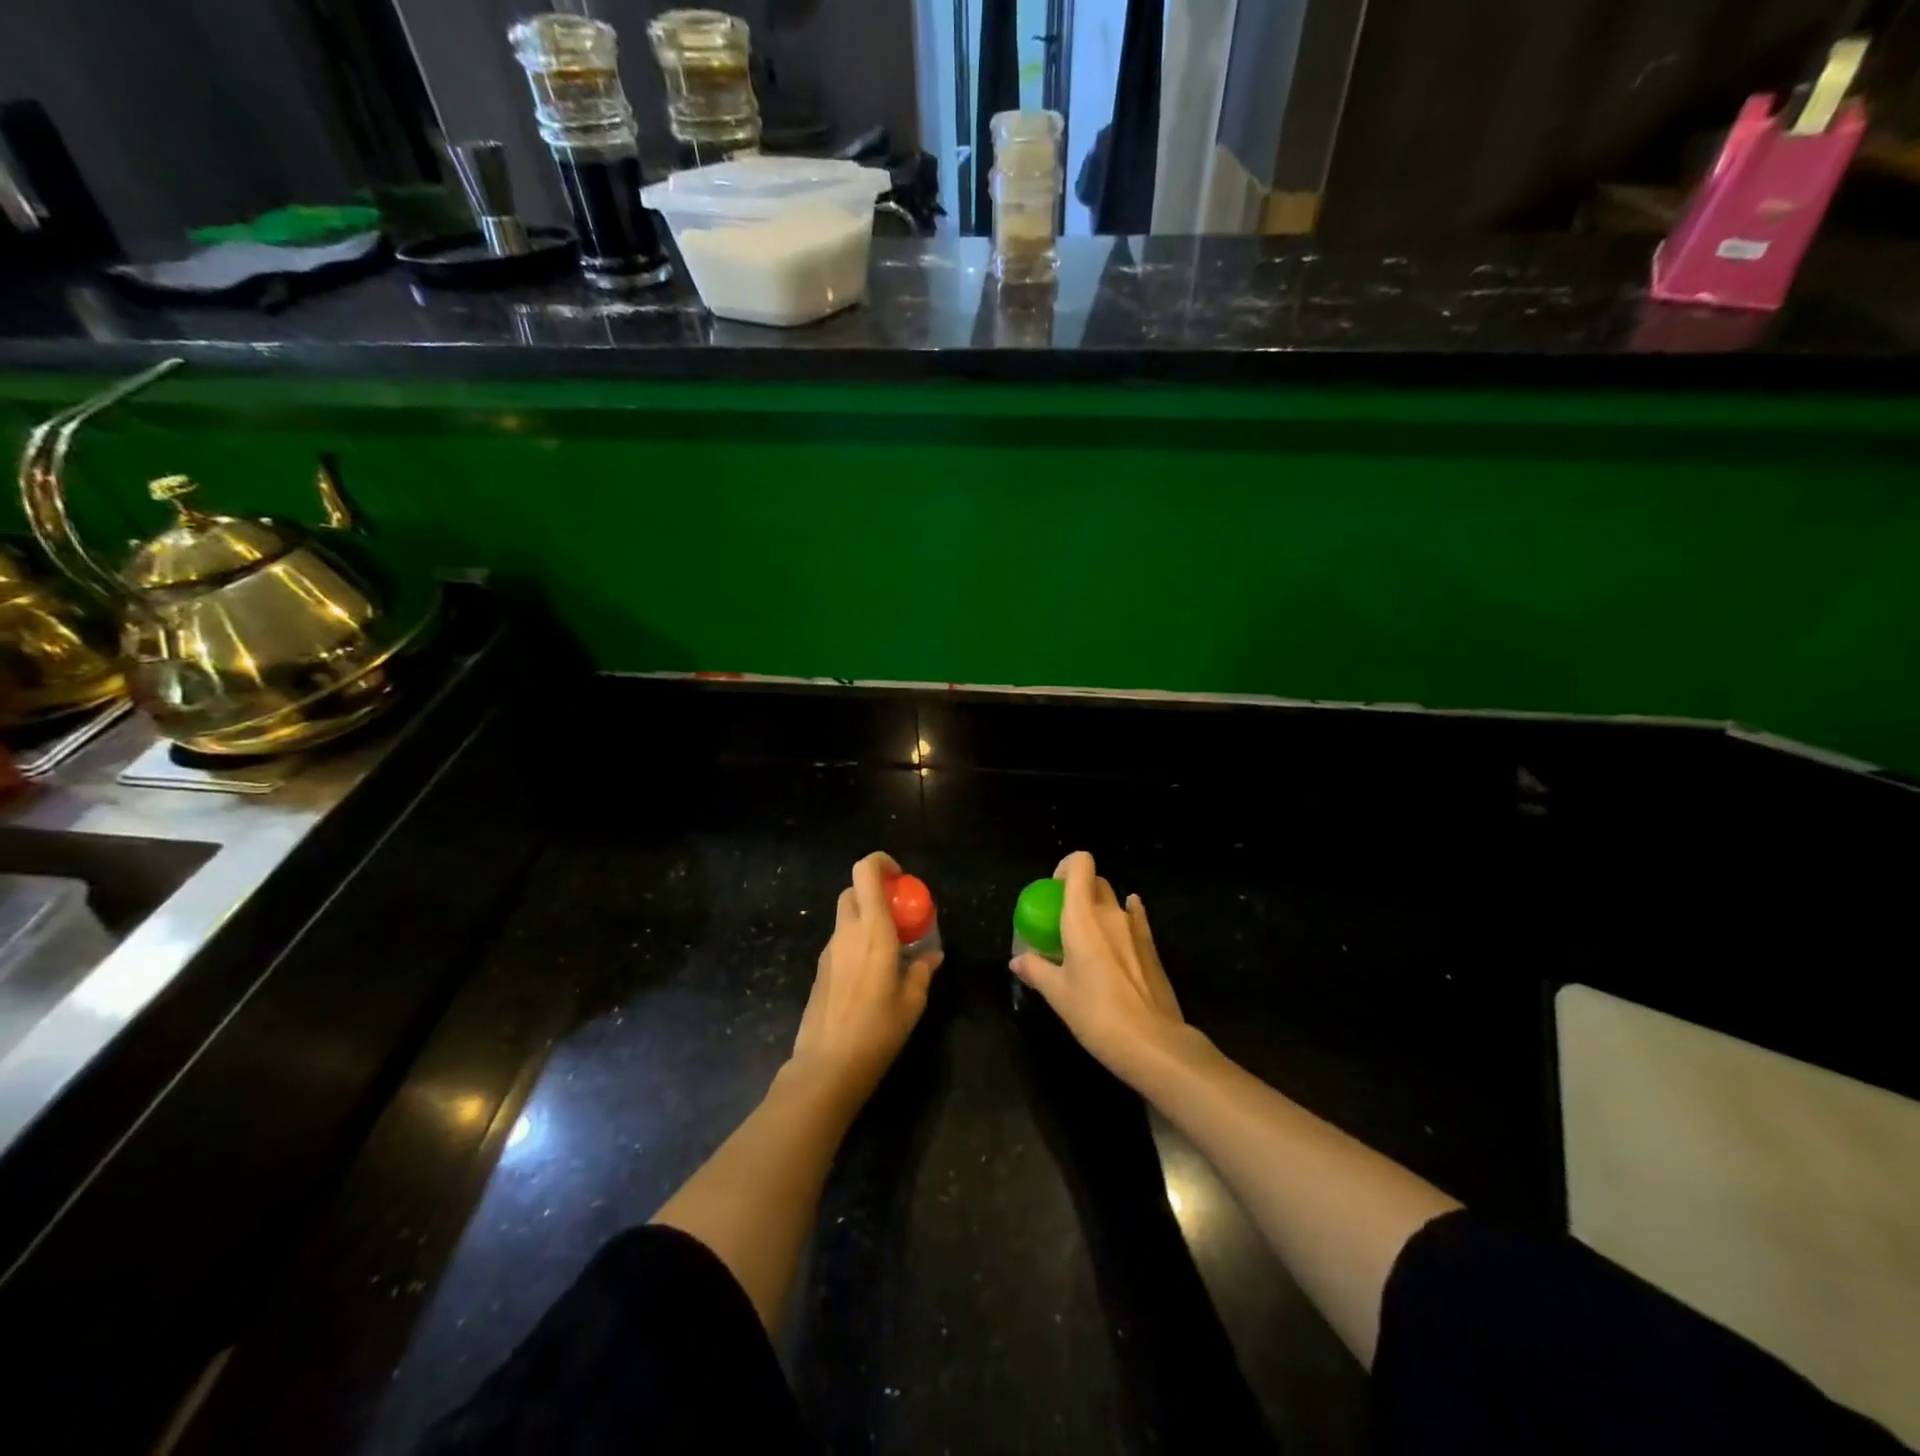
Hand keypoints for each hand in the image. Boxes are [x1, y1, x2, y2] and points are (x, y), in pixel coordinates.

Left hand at [790, 851, 942, 1105]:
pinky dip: (856, 942)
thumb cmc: (877, 1031)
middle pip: (854, 891)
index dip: (881, 863)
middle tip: (899, 916)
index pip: (865, 872)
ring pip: (845, 916)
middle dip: (876, 893)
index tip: (902, 879)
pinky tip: (872, 974)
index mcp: (872, 930)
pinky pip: (840, 941)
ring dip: (866, 919)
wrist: (826, 1067)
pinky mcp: (820, 970)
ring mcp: (829, 950)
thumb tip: (932, 955)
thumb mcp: (912, 1002)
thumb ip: (923, 971)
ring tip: (891, 949)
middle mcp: (847, 932)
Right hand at [1010, 851, 1190, 1083]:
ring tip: (1087, 941)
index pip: (1080, 863)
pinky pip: (1134, 919)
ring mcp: (1135, 928)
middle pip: (1095, 882)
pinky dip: (1123, 920)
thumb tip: (1017, 961)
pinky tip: (1118, 936)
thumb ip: (1036, 970)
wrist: (1153, 1043)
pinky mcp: (1152, 947)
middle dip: (1077, 891)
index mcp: (1082, 917)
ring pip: (1114, 902)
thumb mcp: (1057, 994)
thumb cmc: (1096, 1014)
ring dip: (1098, 910)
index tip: (1052, 891)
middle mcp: (1111, 913)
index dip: (1065, 867)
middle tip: (1062, 920)